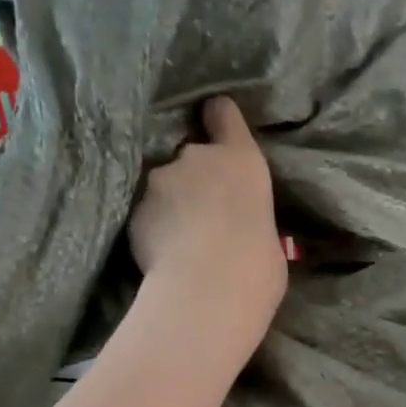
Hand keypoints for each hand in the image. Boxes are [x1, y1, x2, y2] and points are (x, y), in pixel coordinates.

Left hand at [129, 97, 285, 352]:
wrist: (209, 292)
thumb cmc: (257, 270)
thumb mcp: (269, 239)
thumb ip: (250, 219)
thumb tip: (243, 230)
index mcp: (242, 161)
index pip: (223, 113)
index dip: (218, 121)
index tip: (215, 128)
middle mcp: (197, 157)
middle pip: (190, 155)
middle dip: (192, 179)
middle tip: (202, 217)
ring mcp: (160, 181)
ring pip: (163, 187)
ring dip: (169, 206)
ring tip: (180, 242)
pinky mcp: (135, 211)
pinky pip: (146, 216)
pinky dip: (152, 231)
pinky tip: (163, 258)